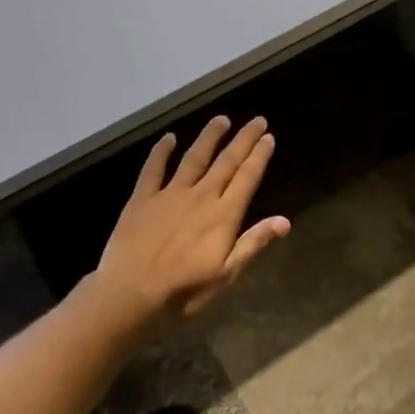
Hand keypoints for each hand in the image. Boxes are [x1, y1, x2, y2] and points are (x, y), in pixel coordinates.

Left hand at [83, 115, 289, 328]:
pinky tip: (168, 138)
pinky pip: (153, 169)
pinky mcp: (142, 199)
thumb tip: (284, 221)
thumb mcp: (226, 273)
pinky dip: (161, 152)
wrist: (130, 294)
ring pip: (194, 158)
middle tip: (257, 120)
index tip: (269, 137)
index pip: (247, 178)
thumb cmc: (184, 290)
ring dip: (209, 137)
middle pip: (226, 162)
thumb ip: (253, 243)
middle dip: (243, 140)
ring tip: (221, 120)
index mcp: (224, 215)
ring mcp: (170, 194)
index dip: (259, 156)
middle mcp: (201, 196)